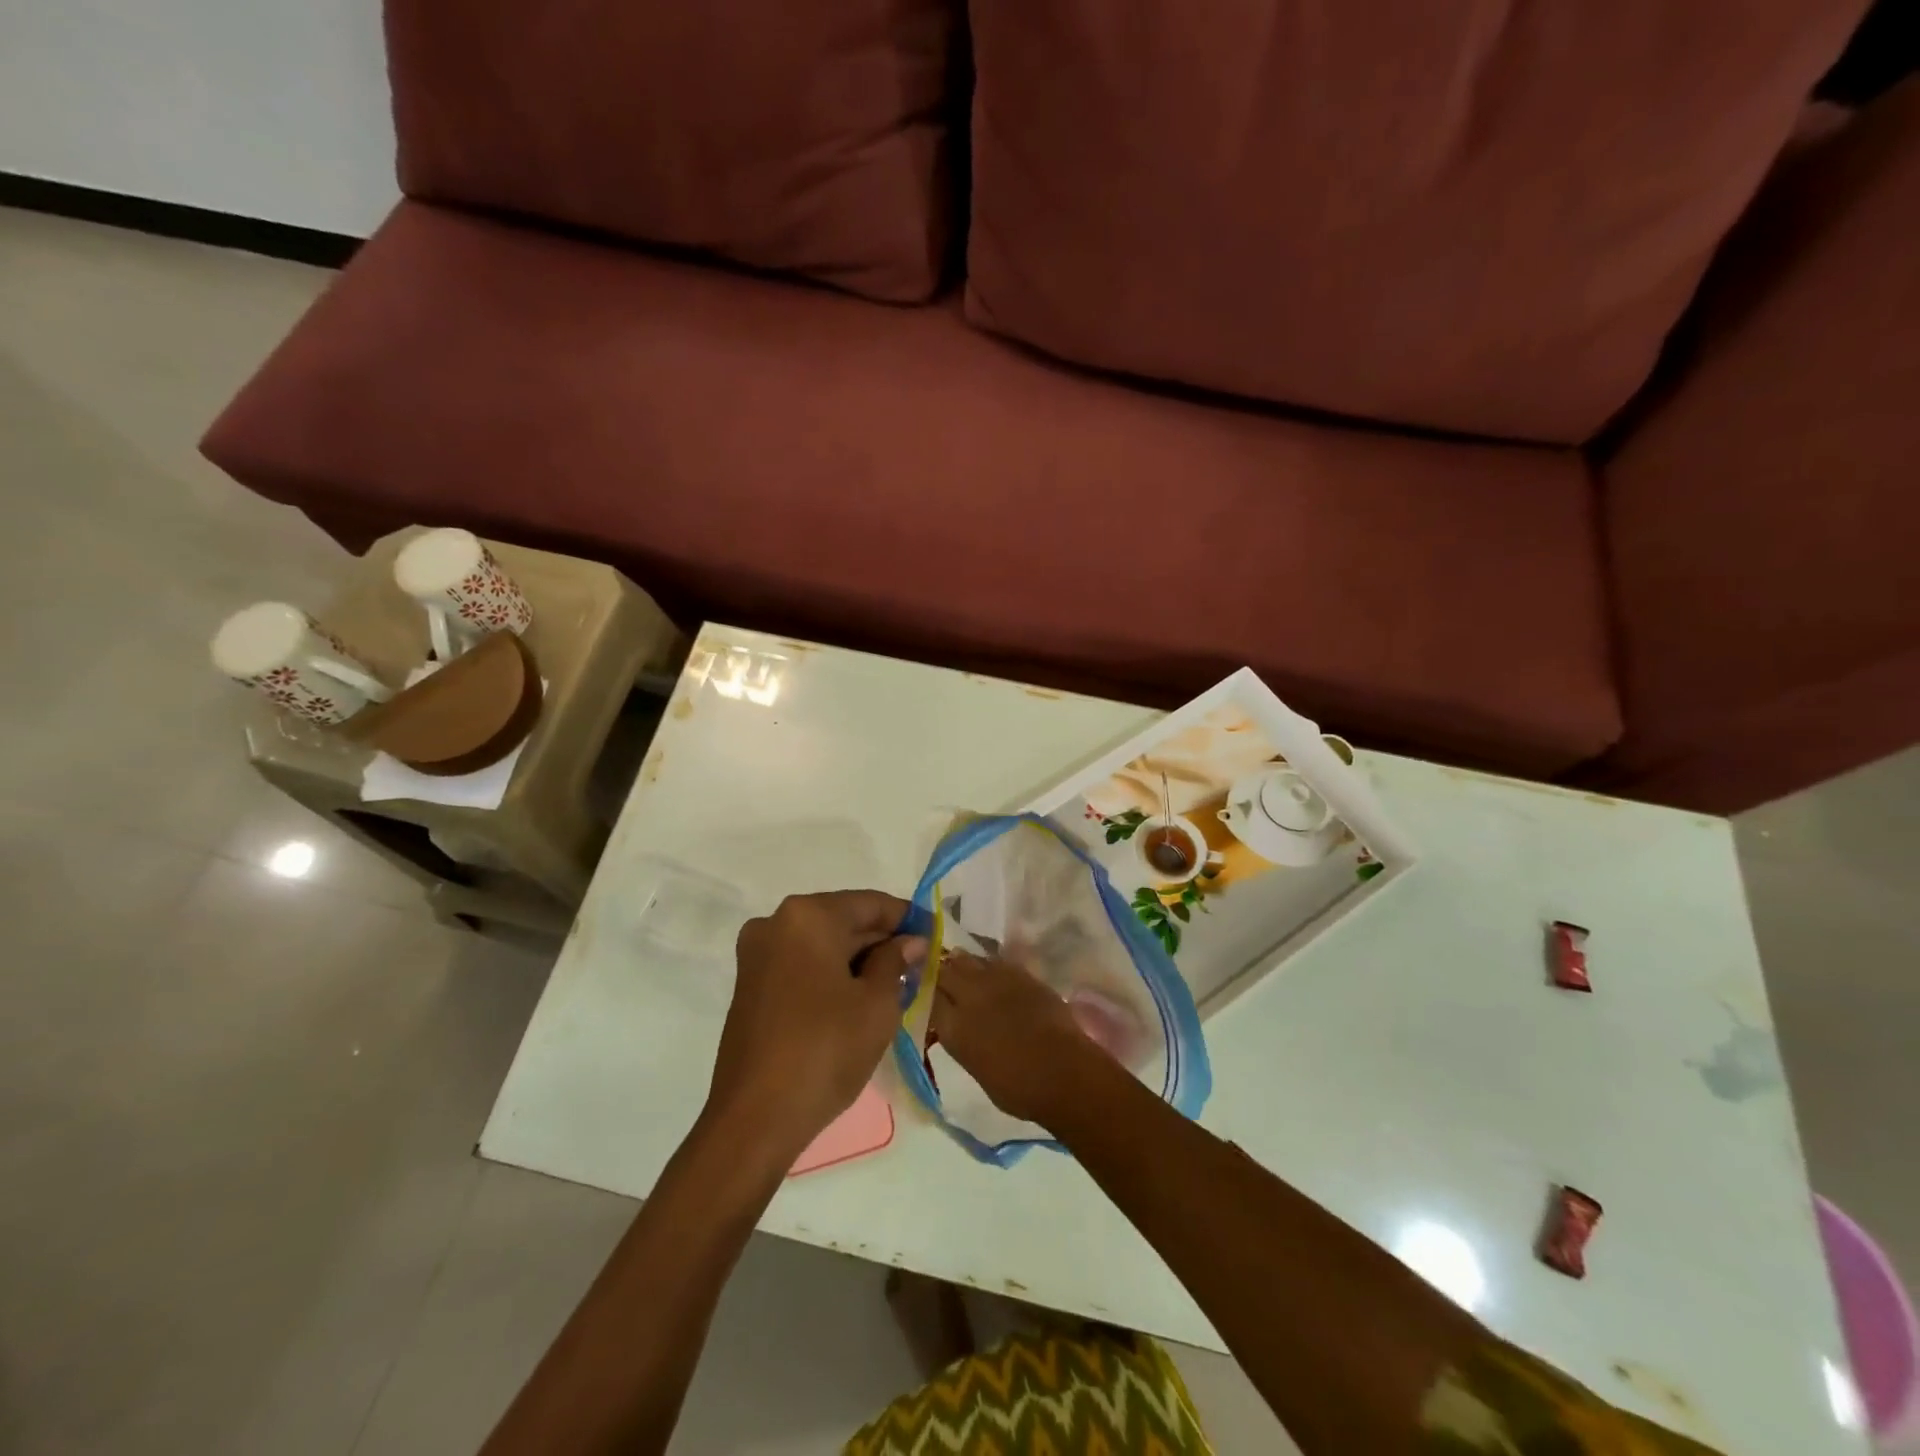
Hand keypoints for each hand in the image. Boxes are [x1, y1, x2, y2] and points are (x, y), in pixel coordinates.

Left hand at [709, 891, 924, 1158]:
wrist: (755, 1119)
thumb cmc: (825, 1051)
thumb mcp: (877, 1004)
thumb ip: (896, 960)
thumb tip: (910, 941)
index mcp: (807, 917)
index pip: (870, 903)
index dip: (906, 918)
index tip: (934, 934)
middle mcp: (776, 923)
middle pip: (843, 920)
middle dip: (881, 940)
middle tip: (920, 963)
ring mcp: (757, 955)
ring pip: (822, 944)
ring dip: (858, 959)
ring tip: (896, 983)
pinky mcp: (750, 985)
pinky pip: (802, 964)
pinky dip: (831, 973)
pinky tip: (859, 998)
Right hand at [930, 952, 1110, 1125]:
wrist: (1063, 1072)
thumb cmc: (1018, 1089)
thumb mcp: (975, 1068)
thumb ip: (961, 1040)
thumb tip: (957, 1026)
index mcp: (954, 1027)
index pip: (928, 996)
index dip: (926, 993)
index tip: (926, 994)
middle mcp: (969, 996)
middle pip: (945, 971)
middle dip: (941, 972)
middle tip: (942, 978)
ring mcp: (996, 980)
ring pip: (969, 960)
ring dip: (963, 965)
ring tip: (965, 972)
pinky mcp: (1021, 973)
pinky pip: (995, 962)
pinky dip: (989, 966)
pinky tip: (992, 974)